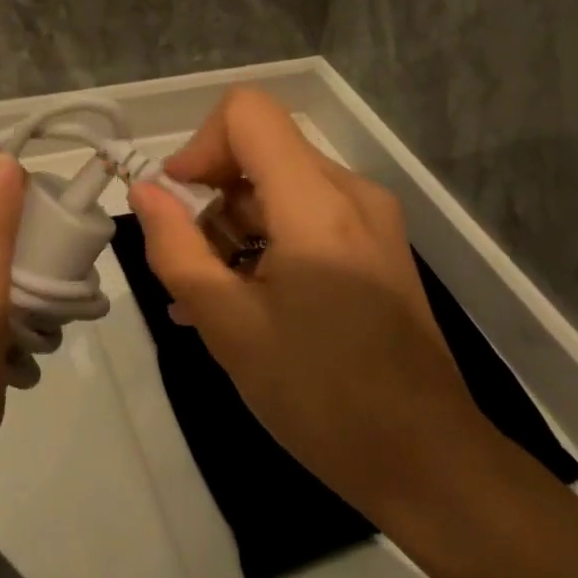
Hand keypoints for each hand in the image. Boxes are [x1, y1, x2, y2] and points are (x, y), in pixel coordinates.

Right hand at [128, 87, 490, 526]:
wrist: (431, 465)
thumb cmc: (322, 397)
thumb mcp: (229, 326)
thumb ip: (177, 250)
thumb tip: (146, 192)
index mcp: (316, 202)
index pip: (247, 112)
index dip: (199, 145)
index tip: (176, 203)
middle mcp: (350, 192)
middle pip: (259, 150)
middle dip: (210, 198)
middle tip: (186, 267)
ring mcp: (369, 220)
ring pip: (279, 185)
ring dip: (233, 227)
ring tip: (207, 297)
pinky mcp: (376, 247)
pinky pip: (305, 217)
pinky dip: (265, 241)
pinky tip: (243, 301)